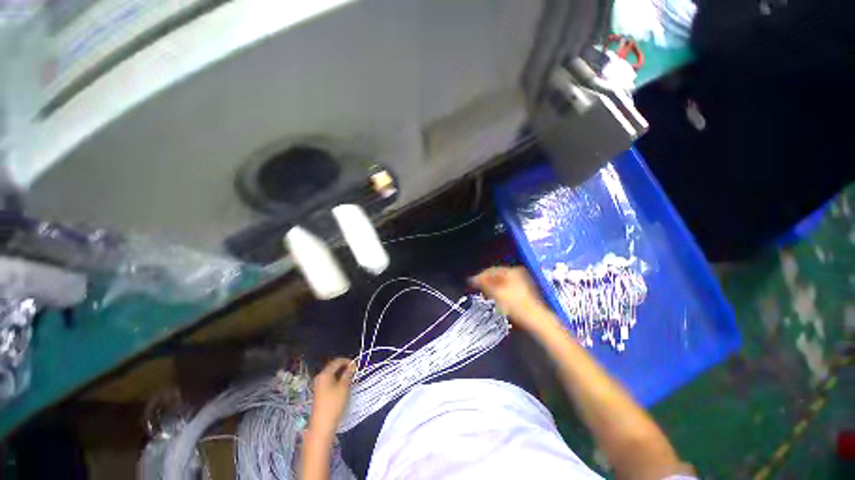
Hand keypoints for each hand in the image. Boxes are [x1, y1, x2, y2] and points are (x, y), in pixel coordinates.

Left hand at [309, 358, 354, 435]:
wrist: (322, 425)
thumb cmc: (334, 404)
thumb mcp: (344, 387)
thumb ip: (348, 373)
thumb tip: (352, 365)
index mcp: (325, 374)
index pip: (337, 361)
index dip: (347, 361)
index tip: (356, 365)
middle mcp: (320, 377)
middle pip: (333, 367)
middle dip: (344, 368)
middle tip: (354, 371)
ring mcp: (318, 385)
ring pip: (332, 375)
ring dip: (341, 375)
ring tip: (350, 379)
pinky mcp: (319, 393)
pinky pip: (329, 381)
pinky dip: (337, 381)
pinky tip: (343, 386)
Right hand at [469, 266, 555, 331]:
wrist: (535, 319)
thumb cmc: (514, 305)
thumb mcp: (496, 293)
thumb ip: (483, 284)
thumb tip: (472, 279)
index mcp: (512, 270)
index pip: (491, 270)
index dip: (480, 276)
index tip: (471, 283)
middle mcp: (518, 273)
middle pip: (497, 275)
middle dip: (486, 282)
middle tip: (477, 289)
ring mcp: (522, 281)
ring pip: (502, 282)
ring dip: (492, 287)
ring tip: (485, 294)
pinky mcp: (523, 290)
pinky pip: (507, 287)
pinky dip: (499, 291)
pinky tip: (495, 298)